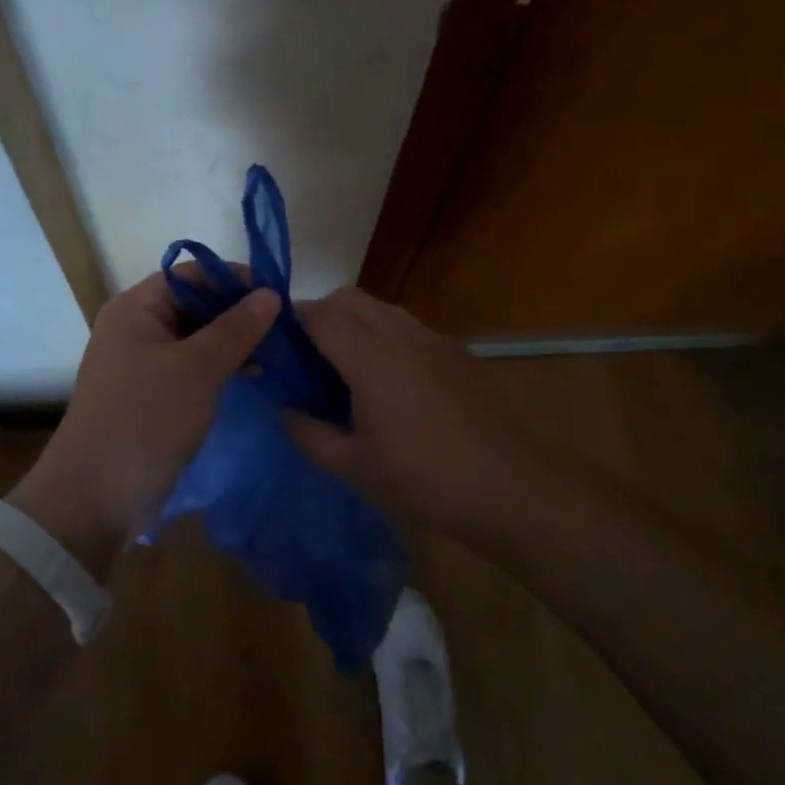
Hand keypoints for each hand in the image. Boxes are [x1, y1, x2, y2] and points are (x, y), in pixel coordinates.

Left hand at [11, 270, 278, 573]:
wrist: (94, 499)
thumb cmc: (145, 421)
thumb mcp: (196, 370)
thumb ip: (236, 329)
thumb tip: (270, 294)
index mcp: (137, 307)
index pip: (193, 273)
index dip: (235, 280)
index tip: (278, 298)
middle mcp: (136, 325)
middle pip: (195, 302)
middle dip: (237, 313)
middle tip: (283, 330)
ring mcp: (141, 360)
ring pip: (196, 336)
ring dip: (232, 341)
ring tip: (273, 356)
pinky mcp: (150, 392)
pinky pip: (190, 364)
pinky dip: (219, 365)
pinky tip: (250, 377)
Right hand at [285, 287, 521, 536]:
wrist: (509, 486)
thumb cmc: (423, 479)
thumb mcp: (353, 467)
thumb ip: (307, 433)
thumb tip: (283, 409)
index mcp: (368, 357)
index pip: (317, 314)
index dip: (290, 323)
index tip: (276, 349)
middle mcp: (398, 332)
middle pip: (347, 299)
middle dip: (320, 316)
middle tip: (308, 361)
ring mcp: (429, 337)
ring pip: (377, 307)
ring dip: (352, 322)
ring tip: (345, 370)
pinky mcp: (452, 349)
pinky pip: (404, 325)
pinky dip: (382, 335)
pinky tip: (389, 381)